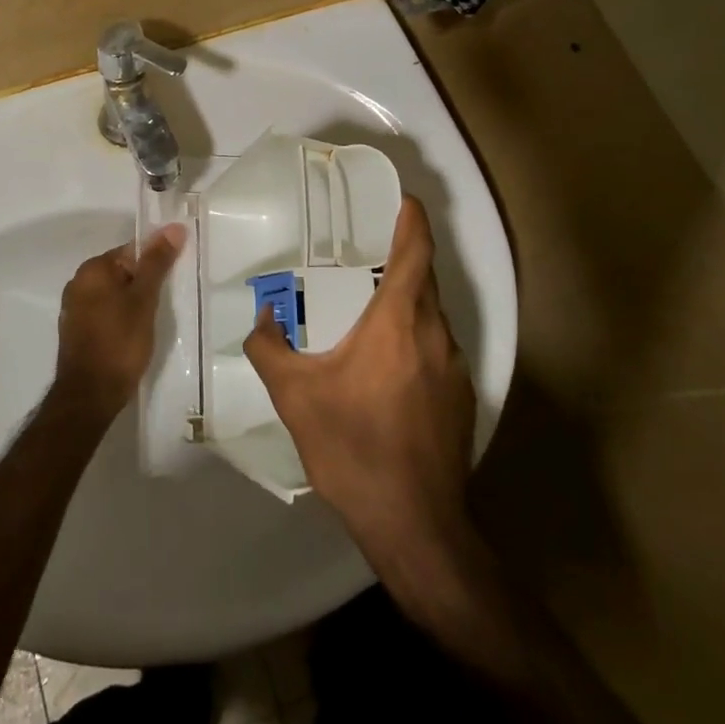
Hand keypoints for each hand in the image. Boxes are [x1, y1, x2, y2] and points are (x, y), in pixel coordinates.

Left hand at [51, 225, 185, 419]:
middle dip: (145, 283)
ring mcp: (74, 308)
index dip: (156, 262)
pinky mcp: (76, 330)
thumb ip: (157, 262)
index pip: (132, 250)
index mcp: (93, 269)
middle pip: (122, 271)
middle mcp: (78, 282)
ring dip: (133, 301)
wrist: (90, 395)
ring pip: (113, 293)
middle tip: (165, 303)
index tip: (173, 280)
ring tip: (153, 321)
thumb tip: (173, 227)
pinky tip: (133, 334)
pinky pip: (104, 312)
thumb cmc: (120, 342)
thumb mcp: (144, 299)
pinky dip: (120, 317)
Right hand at [243, 197, 474, 554]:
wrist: (414, 524)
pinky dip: (415, 339)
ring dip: (407, 303)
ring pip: (432, 316)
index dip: (413, 219)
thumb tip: (262, 318)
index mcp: (399, 321)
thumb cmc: (353, 447)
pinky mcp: (462, 398)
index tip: (404, 199)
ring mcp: (456, 368)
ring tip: (369, 308)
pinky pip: (437, 349)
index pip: (415, 251)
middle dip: (403, 258)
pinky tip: (387, 368)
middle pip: (425, 279)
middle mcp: (435, 334)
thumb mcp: (295, 396)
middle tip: (367, 250)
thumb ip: (269, 348)